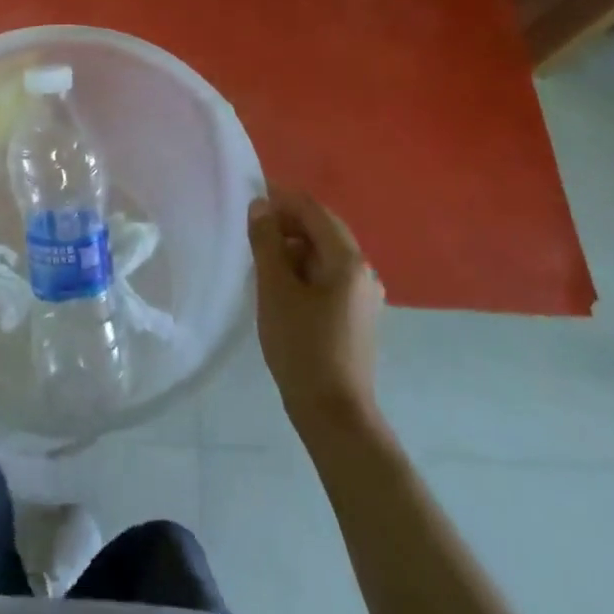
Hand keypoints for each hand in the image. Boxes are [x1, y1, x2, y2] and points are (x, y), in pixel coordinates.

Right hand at [248, 185, 383, 431]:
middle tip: (251, 229)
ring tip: (261, 257)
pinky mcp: (358, 316)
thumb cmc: (301, 346)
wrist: (334, 414)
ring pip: (326, 254)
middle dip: (288, 222)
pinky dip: (305, 269)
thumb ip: (267, 242)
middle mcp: (363, 271)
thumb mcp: (275, 289)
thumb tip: (261, 206)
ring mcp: (364, 295)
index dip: (281, 198)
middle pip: (323, 229)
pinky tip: (282, 285)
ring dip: (295, 247)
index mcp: (348, 259)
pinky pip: (330, 276)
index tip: (249, 199)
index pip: (313, 210)